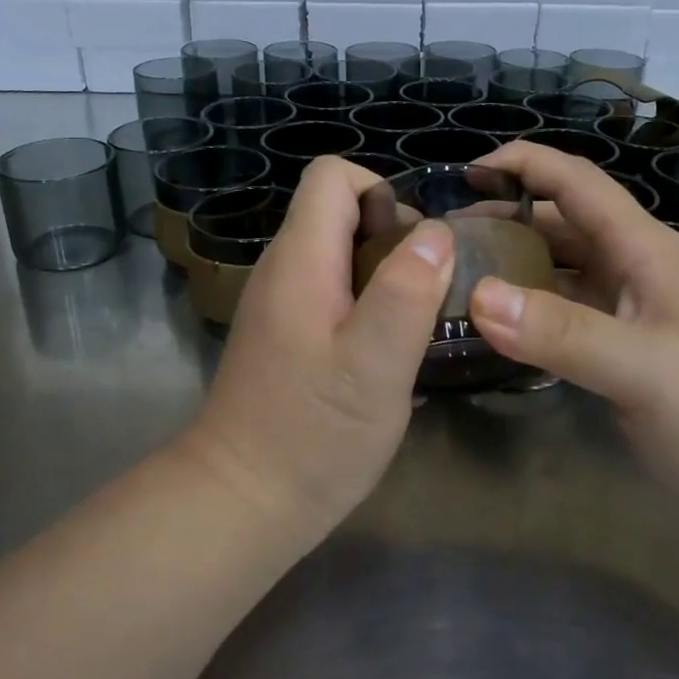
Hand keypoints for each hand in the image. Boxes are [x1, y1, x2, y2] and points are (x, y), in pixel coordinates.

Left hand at [183, 156, 454, 541]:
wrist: (242, 502)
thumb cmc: (312, 434)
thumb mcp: (374, 364)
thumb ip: (406, 291)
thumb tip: (436, 233)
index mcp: (300, 259)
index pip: (333, 176)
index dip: (383, 193)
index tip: (417, 247)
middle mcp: (283, 270)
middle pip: (339, 214)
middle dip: (393, 238)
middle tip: (427, 294)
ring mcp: (281, 304)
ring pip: (340, 256)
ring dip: (385, 277)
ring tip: (415, 326)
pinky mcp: (286, 337)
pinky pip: (333, 294)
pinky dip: (368, 307)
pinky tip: (387, 356)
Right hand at [467, 141, 678, 528]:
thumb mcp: (644, 370)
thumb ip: (562, 332)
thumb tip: (477, 296)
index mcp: (644, 250)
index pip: (575, 181)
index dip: (522, 163)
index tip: (461, 173)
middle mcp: (635, 267)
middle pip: (560, 221)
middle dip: (504, 215)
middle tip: (442, 238)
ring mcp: (631, 308)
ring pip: (561, 267)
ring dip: (513, 263)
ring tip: (455, 276)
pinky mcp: (625, 347)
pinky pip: (565, 311)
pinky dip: (528, 309)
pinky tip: (494, 327)